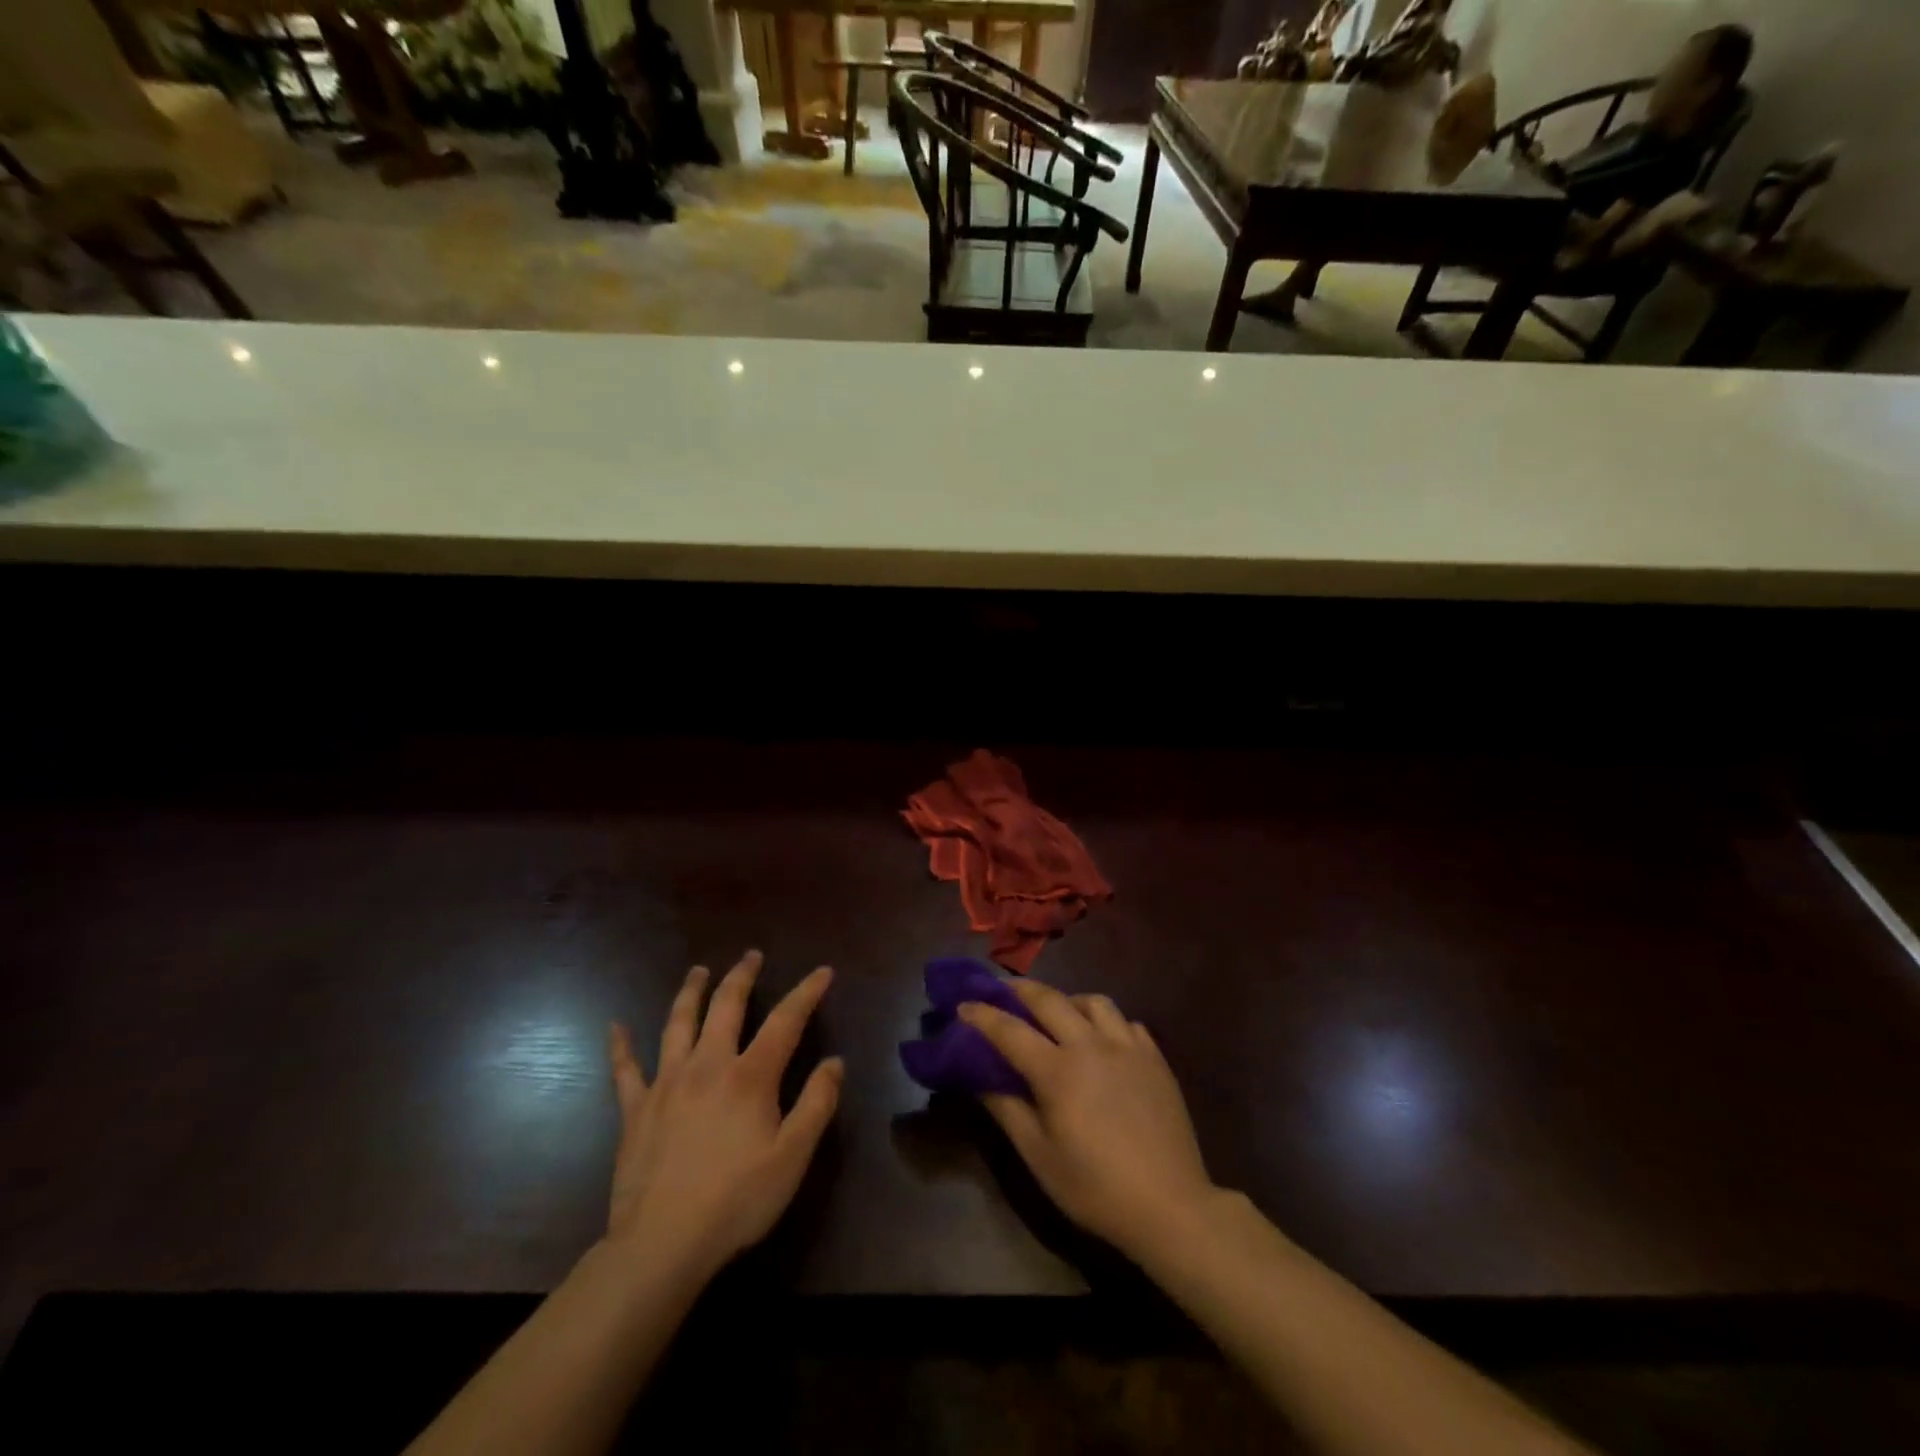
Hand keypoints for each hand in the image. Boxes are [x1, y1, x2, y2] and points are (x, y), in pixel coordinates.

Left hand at [605, 950, 842, 1281]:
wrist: (661, 1245)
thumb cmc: (736, 1201)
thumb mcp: (792, 1157)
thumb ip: (816, 1105)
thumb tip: (834, 1062)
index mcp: (750, 1077)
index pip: (785, 1020)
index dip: (806, 992)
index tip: (822, 971)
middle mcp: (708, 1066)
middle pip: (726, 1007)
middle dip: (741, 976)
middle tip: (751, 955)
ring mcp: (667, 1084)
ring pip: (678, 1024)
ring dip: (690, 992)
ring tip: (698, 971)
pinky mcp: (636, 1110)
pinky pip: (625, 1070)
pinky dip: (621, 1045)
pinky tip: (616, 1026)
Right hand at [959, 981, 1217, 1259]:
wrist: (1170, 1206)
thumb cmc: (1095, 1188)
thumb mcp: (1038, 1156)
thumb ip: (1006, 1108)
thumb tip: (977, 1076)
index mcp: (1058, 1070)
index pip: (1009, 1030)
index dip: (982, 1014)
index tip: (962, 1004)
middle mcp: (1091, 1044)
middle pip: (1049, 999)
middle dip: (1018, 990)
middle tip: (1000, 990)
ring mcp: (1127, 1046)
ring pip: (1092, 1001)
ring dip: (1067, 999)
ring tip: (1056, 1013)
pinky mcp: (1155, 1057)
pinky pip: (1125, 1021)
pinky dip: (1105, 1021)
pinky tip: (1102, 1040)